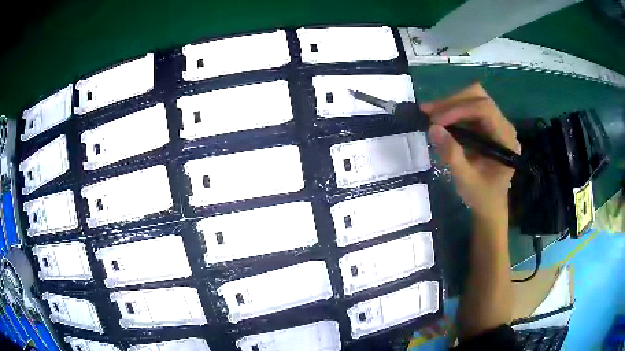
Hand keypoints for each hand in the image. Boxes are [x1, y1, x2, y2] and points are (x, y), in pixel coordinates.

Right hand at [421, 83, 520, 220]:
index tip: (436, 120)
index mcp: (506, 140)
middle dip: (452, 102)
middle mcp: (504, 126)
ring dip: (450, 104)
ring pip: (473, 99)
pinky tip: (439, 118)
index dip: (459, 109)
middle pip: (479, 97)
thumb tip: (433, 128)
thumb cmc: (482, 197)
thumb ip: (452, 154)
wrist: (490, 206)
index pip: (485, 109)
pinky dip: (452, 111)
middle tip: (429, 112)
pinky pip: (470, 109)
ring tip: (429, 113)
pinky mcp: (488, 127)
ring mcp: (496, 125)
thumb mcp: (465, 180)